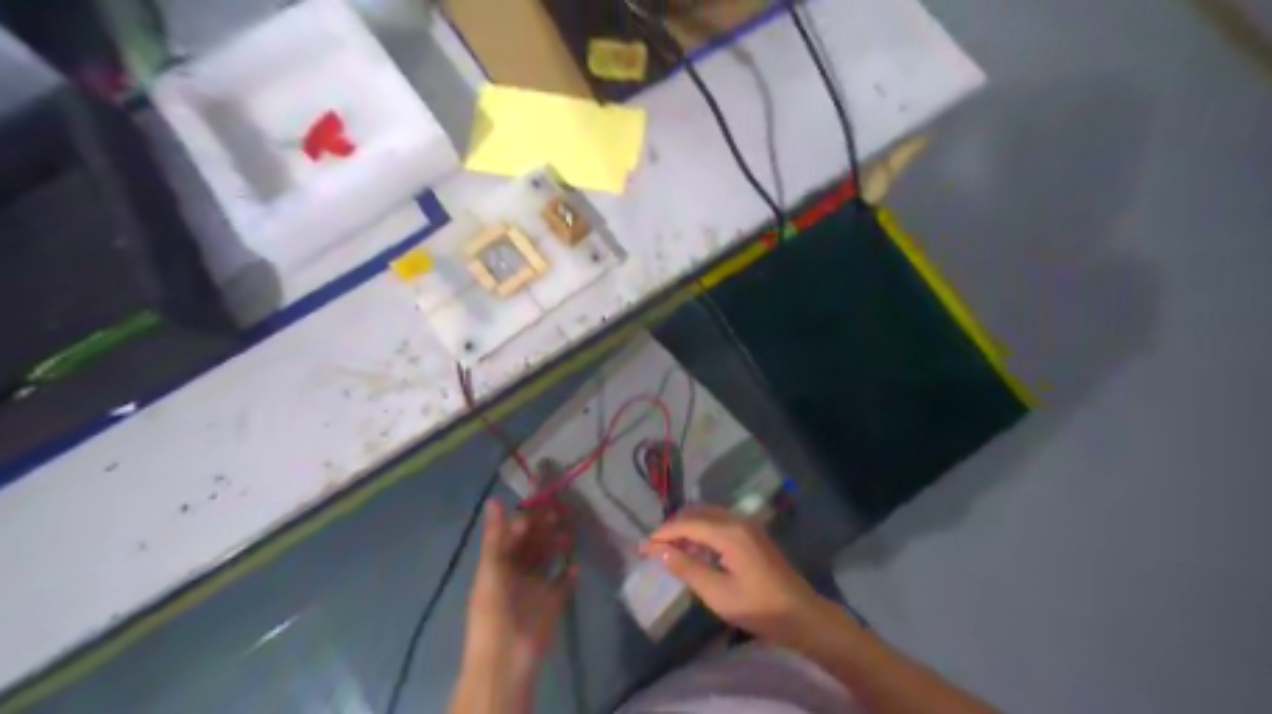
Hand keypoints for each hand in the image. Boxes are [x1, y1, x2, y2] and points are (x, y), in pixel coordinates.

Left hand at [465, 502, 575, 684]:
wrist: (507, 655)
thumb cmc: (494, 608)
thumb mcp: (491, 568)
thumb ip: (495, 536)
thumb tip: (493, 499)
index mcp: (498, 564)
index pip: (512, 535)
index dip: (524, 519)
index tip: (539, 503)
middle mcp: (516, 572)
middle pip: (532, 544)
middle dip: (544, 528)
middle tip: (558, 512)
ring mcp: (535, 587)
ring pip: (548, 559)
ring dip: (557, 545)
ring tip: (569, 534)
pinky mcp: (552, 602)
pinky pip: (563, 583)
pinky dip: (570, 573)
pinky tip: (575, 564)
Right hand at [640, 505, 829, 643]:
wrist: (802, 614)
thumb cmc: (759, 607)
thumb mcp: (718, 594)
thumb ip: (688, 569)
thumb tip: (661, 551)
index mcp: (729, 532)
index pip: (687, 523)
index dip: (662, 534)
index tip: (642, 547)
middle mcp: (737, 520)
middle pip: (697, 513)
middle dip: (673, 527)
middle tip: (653, 548)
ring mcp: (747, 525)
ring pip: (708, 515)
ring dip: (687, 528)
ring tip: (669, 550)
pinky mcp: (752, 534)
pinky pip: (719, 522)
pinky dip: (702, 531)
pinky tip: (695, 551)